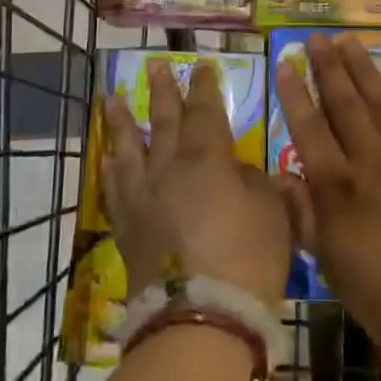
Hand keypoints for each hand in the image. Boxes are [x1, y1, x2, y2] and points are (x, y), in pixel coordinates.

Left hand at [103, 60, 291, 307]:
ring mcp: (143, 197)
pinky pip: (114, 187)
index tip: (201, 66)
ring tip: (112, 99)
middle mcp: (169, 168)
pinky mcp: (127, 226)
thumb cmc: (248, 257)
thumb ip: (253, 181)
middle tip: (154, 66)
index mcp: (207, 159)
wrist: (201, 315)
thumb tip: (235, 170)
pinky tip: (108, 158)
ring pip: (129, 148)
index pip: (205, 111)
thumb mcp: (272, 211)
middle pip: (164, 121)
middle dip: (162, 91)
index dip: (204, 87)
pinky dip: (110, 168)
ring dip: (122, 121)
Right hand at [275, 33, 380, 372]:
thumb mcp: (331, 265)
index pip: (309, 130)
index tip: (285, 64)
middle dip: (328, 68)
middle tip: (316, 38)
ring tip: (350, 42)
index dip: (295, 95)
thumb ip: (306, 217)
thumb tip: (283, 176)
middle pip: (346, 105)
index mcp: (339, 190)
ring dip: (365, 70)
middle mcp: (372, 163)